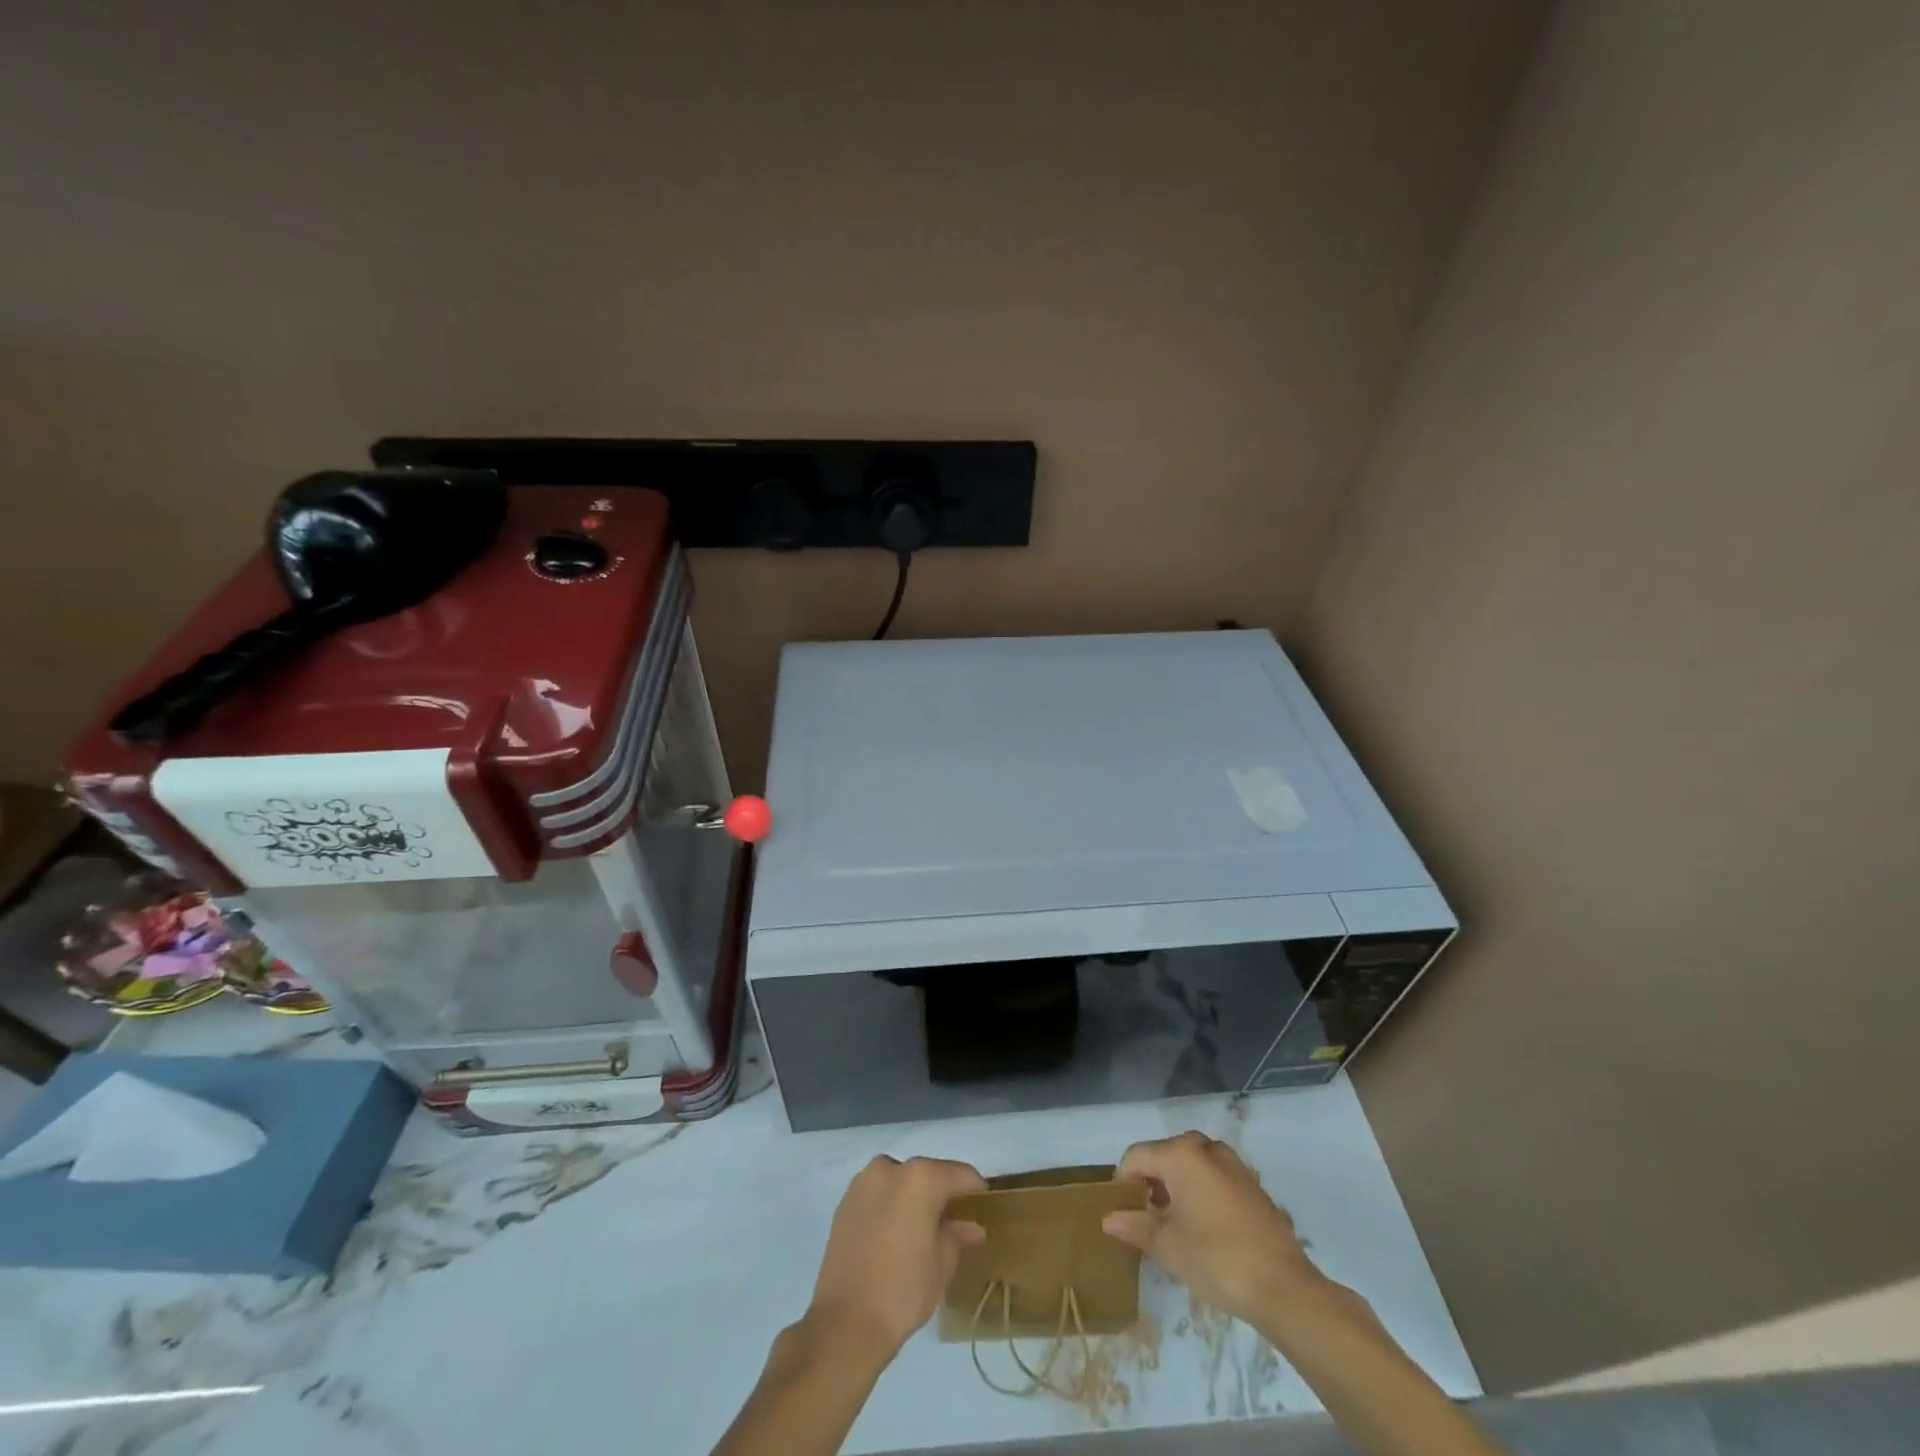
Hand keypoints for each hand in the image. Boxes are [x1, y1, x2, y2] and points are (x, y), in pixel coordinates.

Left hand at [806, 1155, 987, 1361]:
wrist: (844, 1324)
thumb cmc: (903, 1290)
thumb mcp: (943, 1263)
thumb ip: (958, 1235)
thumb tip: (971, 1227)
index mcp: (920, 1177)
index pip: (960, 1174)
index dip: (975, 1191)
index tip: (983, 1209)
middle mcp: (890, 1168)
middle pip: (928, 1174)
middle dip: (942, 1195)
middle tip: (954, 1224)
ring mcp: (863, 1182)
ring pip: (901, 1182)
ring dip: (915, 1199)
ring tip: (923, 1231)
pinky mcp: (845, 1202)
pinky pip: (879, 1195)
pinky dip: (892, 1206)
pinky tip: (896, 1236)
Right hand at [1102, 1131, 1321, 1324]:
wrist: (1284, 1288)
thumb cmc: (1216, 1259)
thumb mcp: (1168, 1246)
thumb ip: (1135, 1225)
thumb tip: (1108, 1218)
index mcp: (1181, 1154)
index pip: (1137, 1156)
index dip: (1123, 1181)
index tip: (1122, 1212)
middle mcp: (1206, 1148)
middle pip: (1165, 1155)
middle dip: (1151, 1182)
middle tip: (1147, 1218)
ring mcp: (1234, 1164)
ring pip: (1191, 1165)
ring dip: (1177, 1187)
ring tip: (1174, 1225)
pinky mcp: (1252, 1184)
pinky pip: (1214, 1177)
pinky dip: (1201, 1193)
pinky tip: (1205, 1228)